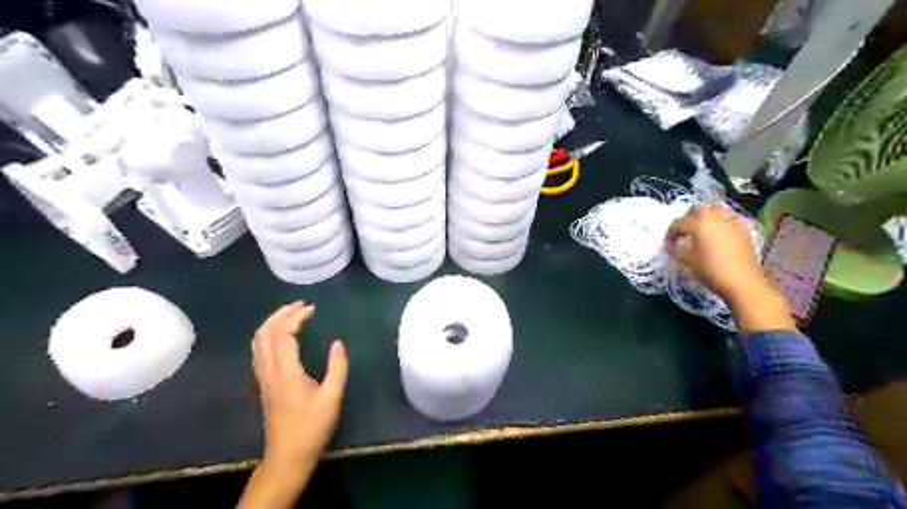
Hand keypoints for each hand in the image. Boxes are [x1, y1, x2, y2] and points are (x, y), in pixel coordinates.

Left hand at [251, 303, 347, 467]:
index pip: (283, 335)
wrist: (287, 456)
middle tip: (300, 304)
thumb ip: (337, 367)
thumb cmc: (312, 427)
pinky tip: (281, 336)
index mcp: (286, 372)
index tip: (312, 309)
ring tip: (290, 314)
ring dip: (272, 323)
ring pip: (258, 342)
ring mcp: (263, 378)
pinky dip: (268, 335)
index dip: (296, 317)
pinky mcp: (264, 384)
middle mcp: (269, 371)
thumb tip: (337, 343)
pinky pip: (259, 351)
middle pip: (265, 334)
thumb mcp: (332, 397)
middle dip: (280, 314)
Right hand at [665, 203, 758, 299]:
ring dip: (705, 219)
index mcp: (699, 223)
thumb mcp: (687, 260)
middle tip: (683, 233)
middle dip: (688, 219)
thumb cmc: (710, 269)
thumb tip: (669, 246)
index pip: (679, 223)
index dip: (671, 233)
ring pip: (715, 213)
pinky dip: (719, 225)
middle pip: (698, 211)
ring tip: (700, 233)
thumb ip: (675, 250)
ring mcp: (732, 222)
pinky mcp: (744, 230)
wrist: (742, 282)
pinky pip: (728, 221)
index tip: (668, 243)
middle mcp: (715, 217)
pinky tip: (717, 237)